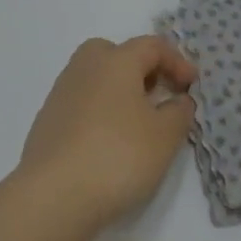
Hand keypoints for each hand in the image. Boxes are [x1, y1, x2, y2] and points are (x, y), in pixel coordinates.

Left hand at [19, 36, 197, 229]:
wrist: (53, 195)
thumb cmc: (118, 155)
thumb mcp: (164, 136)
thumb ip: (179, 112)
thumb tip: (178, 99)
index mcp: (116, 60)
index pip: (152, 46)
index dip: (177, 62)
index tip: (192, 86)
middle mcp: (85, 66)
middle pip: (117, 53)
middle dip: (142, 69)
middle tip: (159, 95)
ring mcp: (62, 92)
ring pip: (97, 77)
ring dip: (120, 91)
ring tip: (136, 123)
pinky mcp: (48, 119)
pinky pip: (82, 101)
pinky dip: (100, 111)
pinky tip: (108, 141)